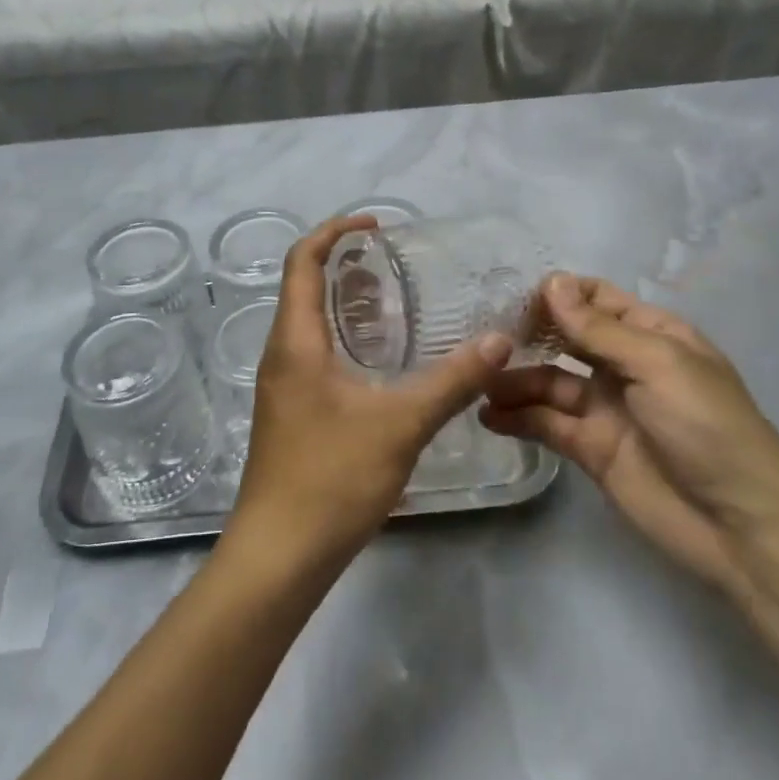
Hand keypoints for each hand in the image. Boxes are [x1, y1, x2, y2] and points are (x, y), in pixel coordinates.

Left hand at [226, 215, 513, 565]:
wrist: (279, 555)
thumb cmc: (331, 478)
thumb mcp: (400, 424)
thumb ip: (452, 381)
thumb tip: (499, 339)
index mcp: (295, 341)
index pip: (301, 261)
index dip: (333, 231)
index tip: (375, 224)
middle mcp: (281, 353)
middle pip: (303, 286)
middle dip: (345, 264)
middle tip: (394, 262)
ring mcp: (283, 385)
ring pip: (309, 322)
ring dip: (345, 301)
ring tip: (395, 300)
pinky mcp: (291, 411)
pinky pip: (314, 352)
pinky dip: (345, 336)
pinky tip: (381, 359)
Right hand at [481, 274, 778, 592]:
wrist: (742, 525)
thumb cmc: (708, 427)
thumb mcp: (658, 364)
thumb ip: (599, 329)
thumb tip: (551, 282)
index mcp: (650, 334)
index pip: (595, 298)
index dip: (558, 294)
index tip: (514, 299)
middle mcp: (624, 365)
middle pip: (566, 337)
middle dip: (528, 333)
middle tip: (483, 336)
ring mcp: (605, 407)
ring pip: (549, 380)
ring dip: (514, 378)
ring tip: (477, 380)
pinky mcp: (590, 448)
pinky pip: (546, 423)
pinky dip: (517, 417)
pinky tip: (487, 415)